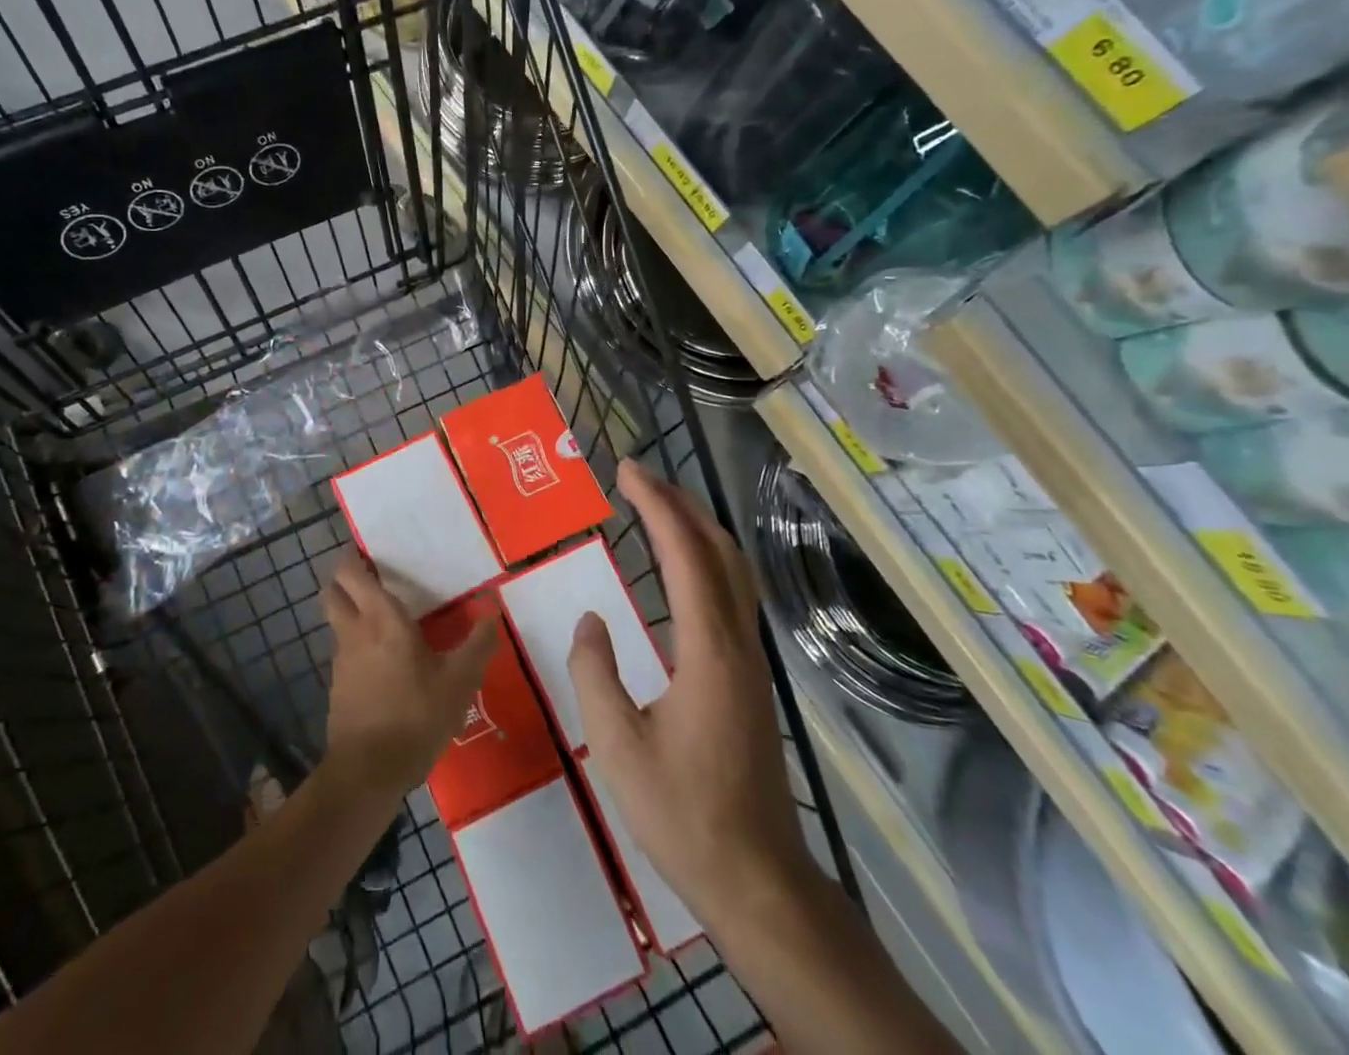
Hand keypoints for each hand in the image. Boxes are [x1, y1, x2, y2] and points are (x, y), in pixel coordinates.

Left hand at [322, 551, 497, 798]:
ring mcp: (341, 660)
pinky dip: (356, 645)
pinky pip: (344, 651)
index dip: (354, 557)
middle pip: (333, 590)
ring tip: (383, 618)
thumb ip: (478, 644)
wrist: (368, 772)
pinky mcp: (337, 687)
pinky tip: (382, 662)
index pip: (351, 572)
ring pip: (336, 621)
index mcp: (382, 619)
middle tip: (374, 578)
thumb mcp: (459, 681)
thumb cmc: (416, 716)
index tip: (371, 552)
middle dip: (345, 579)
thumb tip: (493, 609)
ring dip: (351, 612)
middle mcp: (355, 631)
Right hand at [568, 460, 811, 927]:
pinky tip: (680, 568)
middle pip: (717, 549)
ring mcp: (749, 658)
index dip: (655, 505)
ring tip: (656, 505)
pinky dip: (705, 558)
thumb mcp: (618, 746)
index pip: (684, 554)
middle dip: (678, 502)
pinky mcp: (749, 676)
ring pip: (732, 569)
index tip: (626, 471)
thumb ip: (596, 673)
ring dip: (696, 526)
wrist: (757, 877)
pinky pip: (730, 593)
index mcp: (707, 649)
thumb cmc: (683, 813)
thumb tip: (591, 620)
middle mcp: (736, 641)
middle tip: (637, 476)